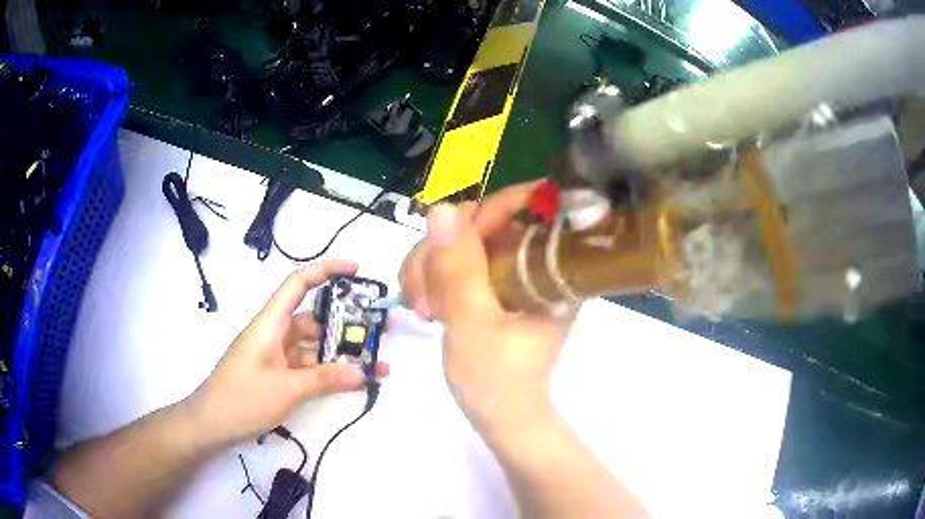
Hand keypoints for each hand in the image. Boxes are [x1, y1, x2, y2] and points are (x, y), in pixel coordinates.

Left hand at [185, 260, 388, 446]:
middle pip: (314, 319)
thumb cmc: (242, 397)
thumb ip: (325, 379)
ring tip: (377, 364)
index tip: (356, 270)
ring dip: (342, 354)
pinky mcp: (279, 374)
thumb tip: (363, 371)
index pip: (298, 284)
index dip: (326, 270)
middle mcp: (276, 334)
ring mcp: (278, 356)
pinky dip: (329, 372)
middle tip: (380, 329)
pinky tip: (353, 381)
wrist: (212, 423)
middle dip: (346, 323)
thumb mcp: (286, 389)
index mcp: (271, 323)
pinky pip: (309, 367)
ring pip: (315, 346)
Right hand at [399, 183, 574, 435]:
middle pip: (484, 218)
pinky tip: (423, 304)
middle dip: (443, 251)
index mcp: (553, 266)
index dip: (486, 213)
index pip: (530, 204)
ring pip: (462, 237)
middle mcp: (536, 259)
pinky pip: (455, 258)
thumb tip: (441, 208)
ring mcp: (512, 269)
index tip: (449, 249)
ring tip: (421, 309)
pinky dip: (431, 275)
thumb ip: (458, 270)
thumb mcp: (473, 326)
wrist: (499, 416)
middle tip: (423, 298)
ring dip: (429, 266)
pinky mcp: (492, 280)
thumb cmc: (497, 382)